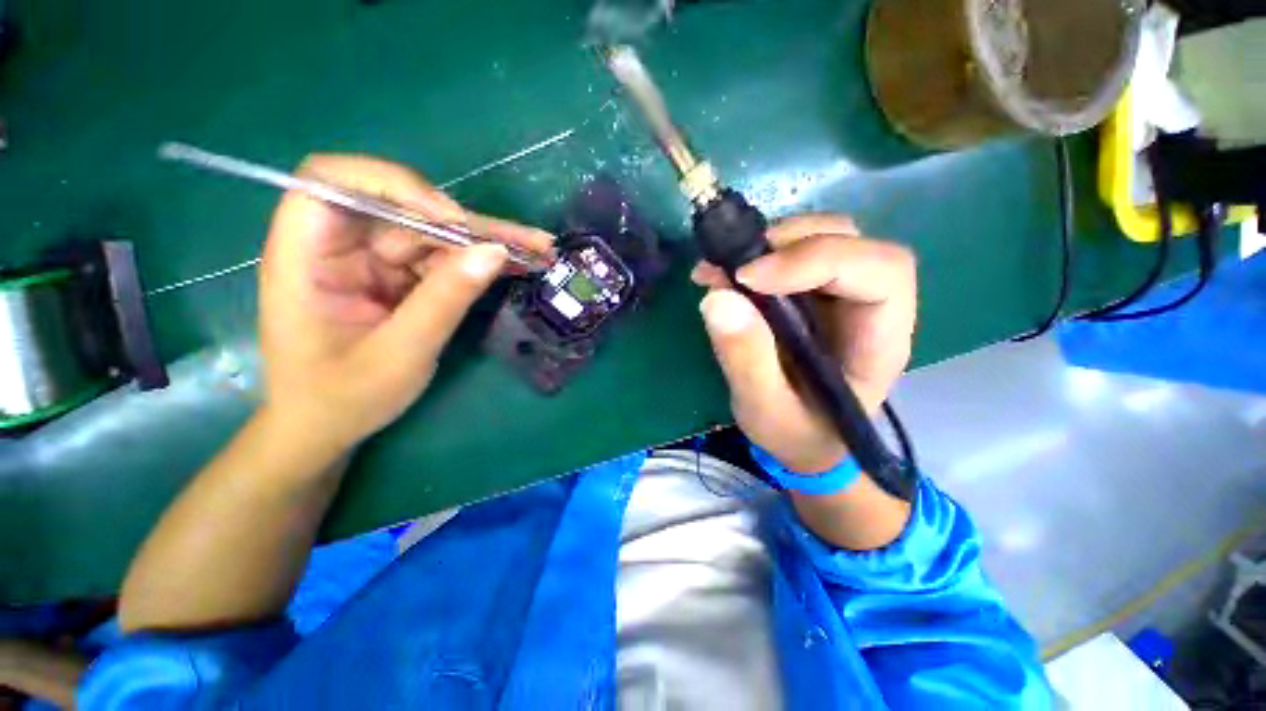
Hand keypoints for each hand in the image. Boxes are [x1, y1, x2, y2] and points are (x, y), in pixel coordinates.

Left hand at [258, 154, 553, 454]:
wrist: (328, 426)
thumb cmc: (343, 398)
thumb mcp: (399, 354)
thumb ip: (445, 300)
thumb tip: (495, 252)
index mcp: (307, 256)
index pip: (334, 182)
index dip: (394, 186)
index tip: (449, 221)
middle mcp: (341, 247)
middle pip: (405, 208)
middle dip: (469, 224)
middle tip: (528, 241)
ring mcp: (374, 261)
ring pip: (435, 233)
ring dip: (488, 241)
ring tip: (538, 250)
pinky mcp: (401, 278)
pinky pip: (445, 259)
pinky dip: (482, 262)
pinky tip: (519, 264)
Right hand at [692, 214, 916, 473]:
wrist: (801, 437)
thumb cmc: (795, 432)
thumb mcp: (765, 410)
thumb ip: (746, 360)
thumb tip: (717, 297)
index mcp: (879, 341)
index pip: (880, 273)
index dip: (817, 260)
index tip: (750, 279)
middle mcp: (869, 305)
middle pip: (851, 242)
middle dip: (789, 243)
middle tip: (732, 268)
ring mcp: (839, 294)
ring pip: (821, 237)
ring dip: (769, 244)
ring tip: (721, 269)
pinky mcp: (810, 292)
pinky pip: (790, 254)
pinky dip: (754, 254)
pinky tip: (720, 273)